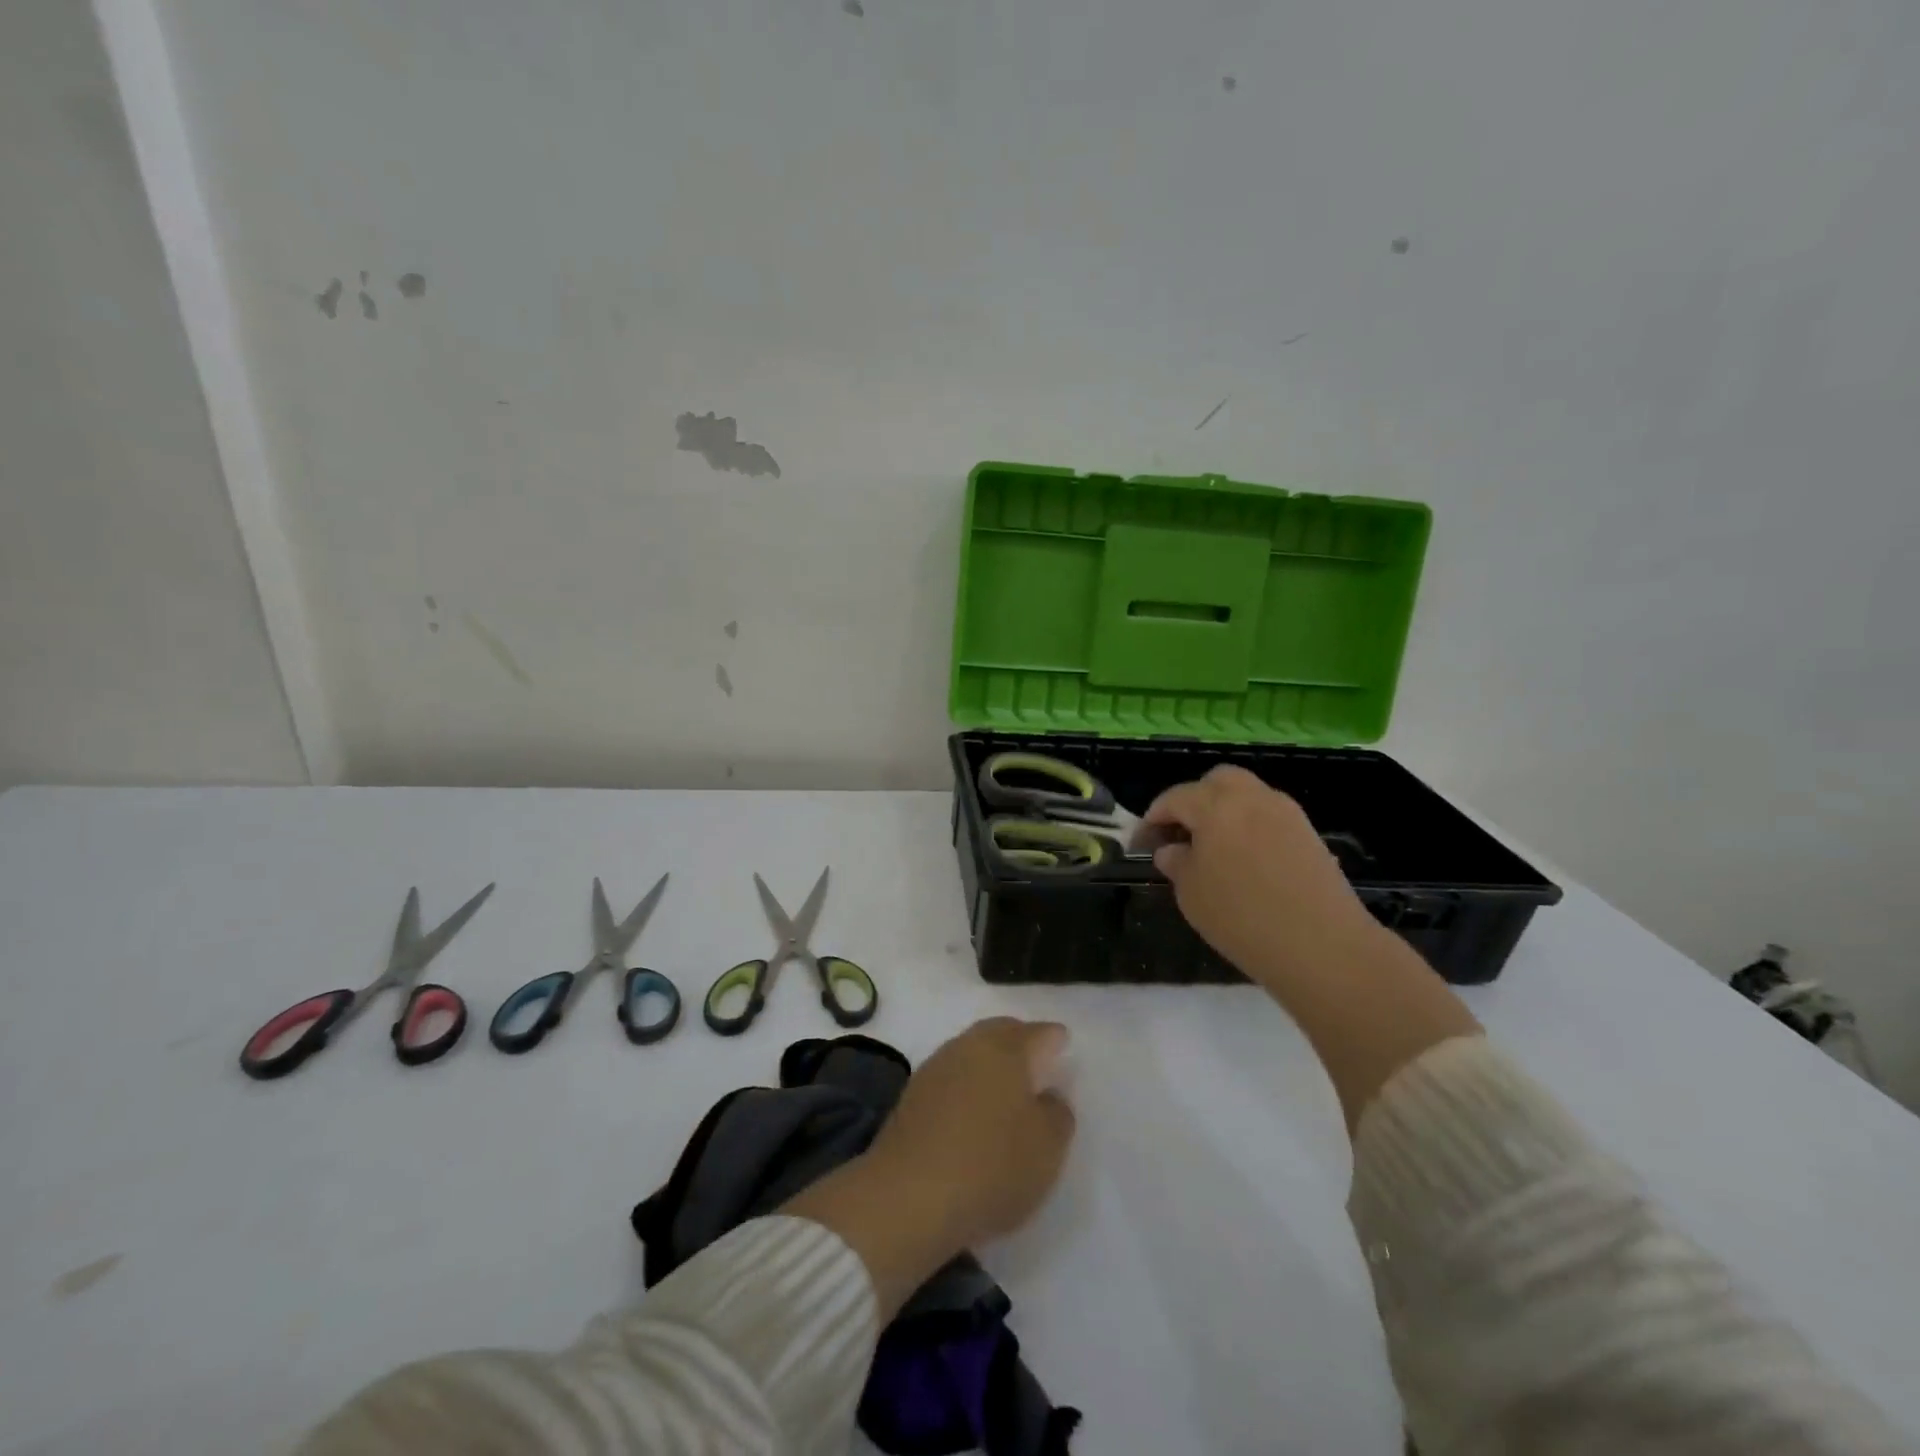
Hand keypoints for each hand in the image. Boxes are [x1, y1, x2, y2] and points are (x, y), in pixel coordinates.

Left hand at [782, 1018, 1074, 1315]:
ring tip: (1005, 1084)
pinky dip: (967, 1081)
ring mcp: (937, 1066)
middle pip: (1001, 1032)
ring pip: (972, 1049)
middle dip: (1020, 1039)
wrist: (908, 1196)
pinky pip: (952, 1073)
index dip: (1054, 1039)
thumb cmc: (991, 1167)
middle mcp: (971, 1046)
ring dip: (990, 1059)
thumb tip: (1049, 1094)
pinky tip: (972, 1105)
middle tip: (1036, 1058)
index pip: (1039, 1033)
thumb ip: (1058, 1114)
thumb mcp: (1047, 1149)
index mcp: (1008, 1050)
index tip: (1063, 1046)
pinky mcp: (913, 1093)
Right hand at [1143, 764, 1380, 992]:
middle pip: (1216, 781)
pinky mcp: (1309, 834)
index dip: (1153, 818)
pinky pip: (1270, 816)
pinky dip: (1251, 827)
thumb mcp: (1191, 894)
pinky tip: (1246, 861)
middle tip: (1181, 833)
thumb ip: (1176, 863)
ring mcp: (1286, 813)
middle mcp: (1251, 798)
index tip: (1142, 842)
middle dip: (1194, 800)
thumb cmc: (1242, 918)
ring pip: (1247, 795)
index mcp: (1215, 806)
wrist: (1323, 946)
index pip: (1175, 798)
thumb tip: (1172, 849)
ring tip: (1214, 848)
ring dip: (1225, 811)